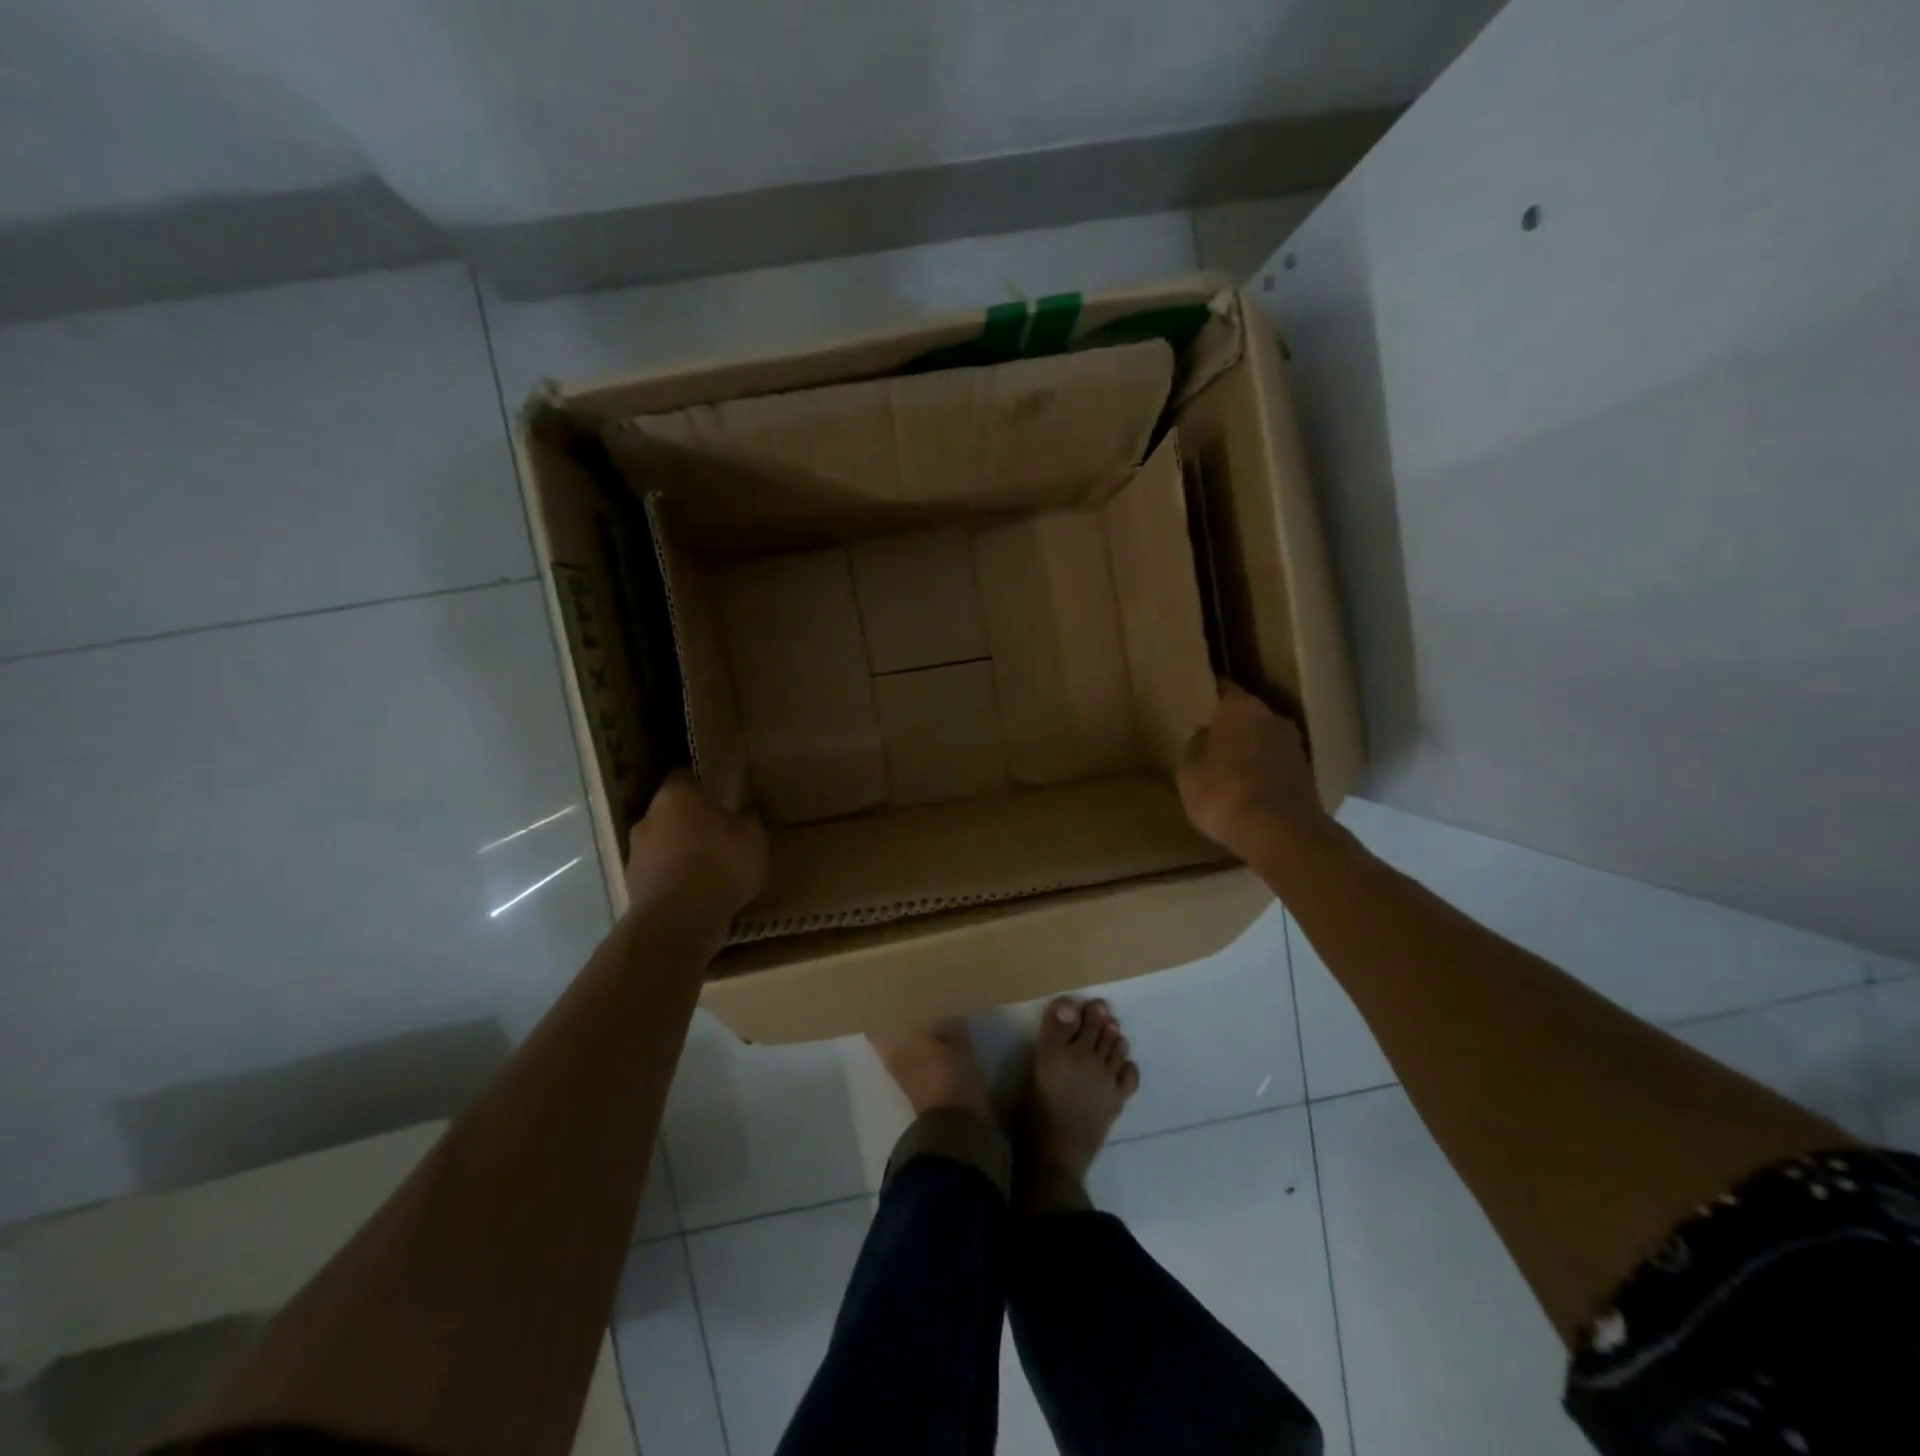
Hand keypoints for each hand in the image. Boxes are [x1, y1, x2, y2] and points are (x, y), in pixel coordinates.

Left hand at [625, 771, 768, 921]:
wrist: (679, 918)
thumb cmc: (720, 862)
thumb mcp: (752, 836)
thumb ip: (742, 822)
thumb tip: (736, 819)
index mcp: (675, 796)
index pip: (684, 779)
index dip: (702, 788)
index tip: (720, 799)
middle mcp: (647, 819)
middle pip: (669, 815)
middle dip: (690, 824)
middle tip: (718, 838)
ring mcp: (635, 856)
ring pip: (661, 847)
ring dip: (680, 856)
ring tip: (709, 873)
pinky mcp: (632, 889)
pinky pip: (659, 878)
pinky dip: (675, 883)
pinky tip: (697, 897)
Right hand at [1177, 683, 1331, 859]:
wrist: (1280, 832)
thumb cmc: (1223, 792)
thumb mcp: (1189, 772)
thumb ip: (1194, 747)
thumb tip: (1204, 736)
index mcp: (1240, 707)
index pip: (1224, 689)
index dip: (1210, 695)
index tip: (1198, 702)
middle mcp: (1272, 717)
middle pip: (1247, 715)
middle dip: (1231, 726)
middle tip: (1210, 739)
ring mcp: (1294, 745)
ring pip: (1264, 739)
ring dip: (1249, 749)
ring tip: (1228, 767)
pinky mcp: (1306, 773)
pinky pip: (1276, 764)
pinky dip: (1263, 771)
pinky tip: (1248, 788)